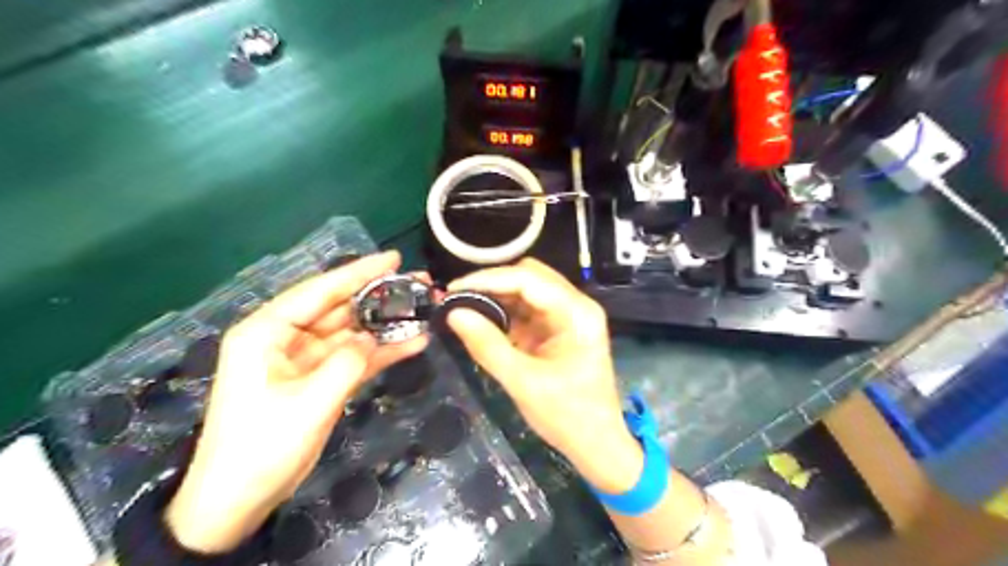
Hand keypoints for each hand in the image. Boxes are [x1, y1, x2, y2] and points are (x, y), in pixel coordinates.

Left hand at [162, 253, 429, 552]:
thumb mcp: (308, 403)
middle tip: (419, 285)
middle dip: (379, 297)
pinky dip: (381, 351)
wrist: (238, 500)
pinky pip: (354, 357)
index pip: (319, 291)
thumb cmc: (262, 447)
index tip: (394, 259)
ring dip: (385, 325)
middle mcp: (285, 337)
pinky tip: (412, 343)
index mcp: (267, 331)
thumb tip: (373, 337)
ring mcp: (305, 359)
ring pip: (351, 332)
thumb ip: (347, 363)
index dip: (358, 273)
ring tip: (424, 311)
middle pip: (339, 308)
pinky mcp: (319, 378)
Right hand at [448, 260, 645, 492]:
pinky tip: (482, 319)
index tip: (453, 290)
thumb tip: (453, 314)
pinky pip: (527, 309)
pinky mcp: (558, 328)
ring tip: (463, 307)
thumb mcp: (523, 383)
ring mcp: (567, 315)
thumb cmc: (567, 416)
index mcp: (577, 313)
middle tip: (456, 299)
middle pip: (529, 276)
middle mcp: (576, 305)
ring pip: (526, 290)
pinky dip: (504, 311)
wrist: (596, 443)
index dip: (488, 279)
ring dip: (496, 296)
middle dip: (491, 284)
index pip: (528, 279)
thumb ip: (487, 346)